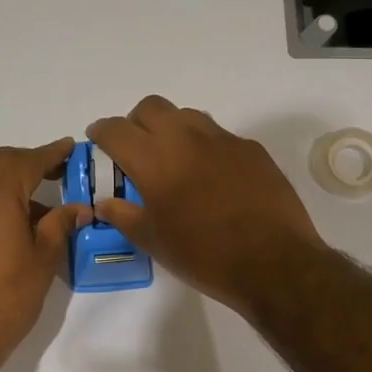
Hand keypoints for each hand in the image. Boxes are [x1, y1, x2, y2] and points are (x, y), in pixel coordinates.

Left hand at [0, 139, 90, 361]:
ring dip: (9, 189)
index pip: (28, 159)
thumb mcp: (44, 260)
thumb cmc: (6, 296)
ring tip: (37, 214)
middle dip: (28, 165)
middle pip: (0, 165)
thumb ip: (60, 225)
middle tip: (55, 175)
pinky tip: (6, 235)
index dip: (52, 153)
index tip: (70, 148)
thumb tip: (77, 207)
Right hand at [87, 97, 324, 311]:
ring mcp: (223, 140)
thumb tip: (104, 203)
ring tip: (173, 161)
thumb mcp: (154, 242)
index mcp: (155, 161)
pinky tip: (211, 177)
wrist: (274, 263)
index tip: (98, 141)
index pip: (117, 129)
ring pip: (187, 116)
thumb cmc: (204, 256)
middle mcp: (187, 139)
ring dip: (171, 129)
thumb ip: (123, 216)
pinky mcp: (252, 150)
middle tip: (136, 150)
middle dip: (136, 122)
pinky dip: (204, 146)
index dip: (101, 131)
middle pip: (151, 108)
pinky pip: (219, 135)